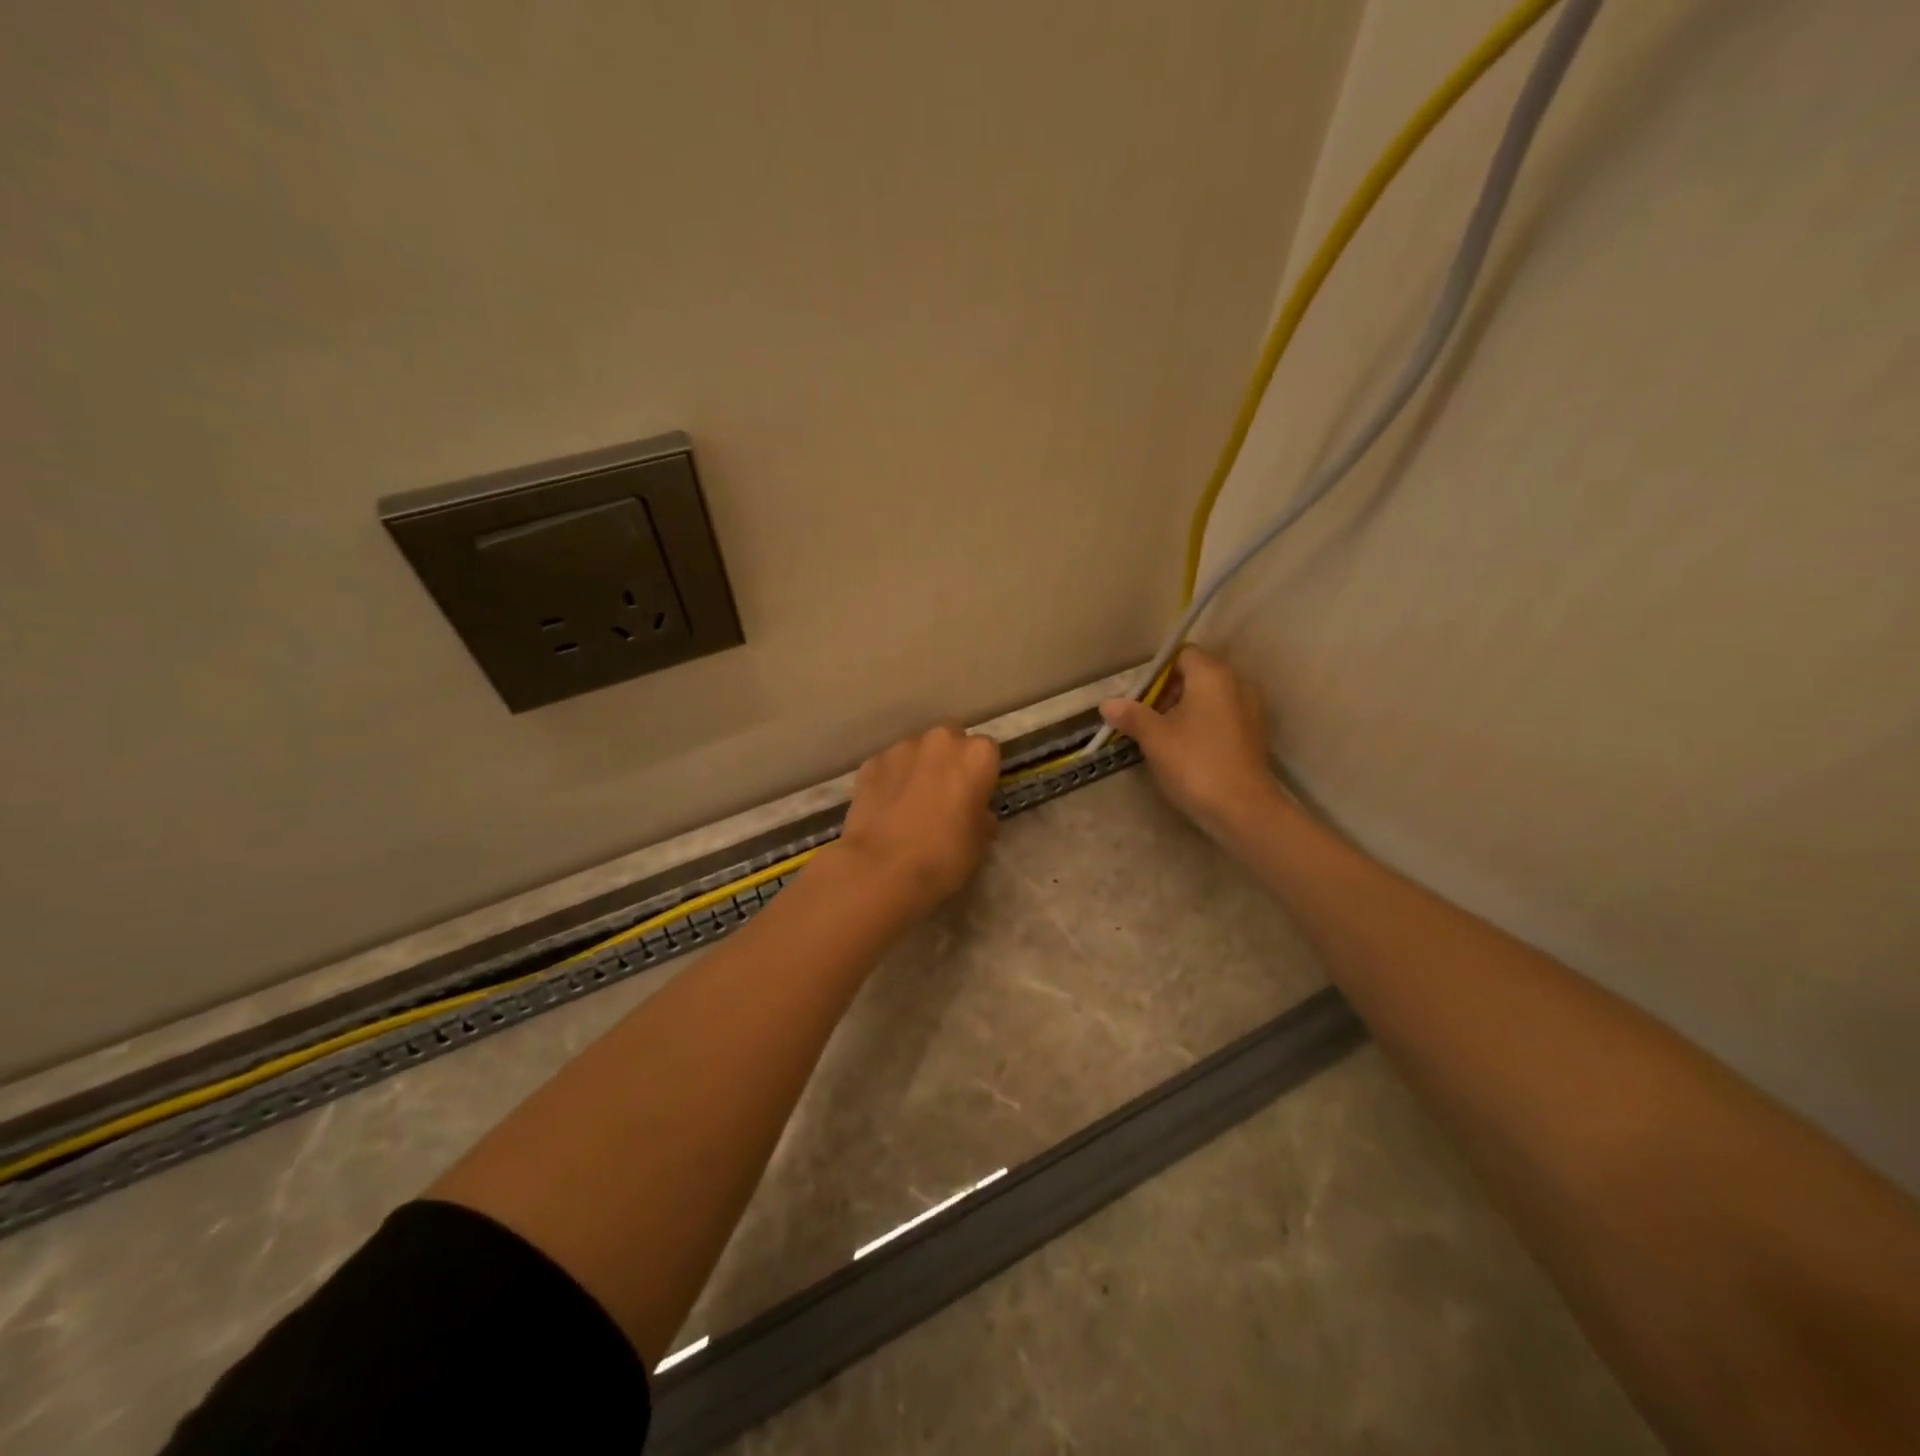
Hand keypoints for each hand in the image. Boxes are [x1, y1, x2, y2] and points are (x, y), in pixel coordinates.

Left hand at [833, 724, 1001, 915]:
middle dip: (949, 761)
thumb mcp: (980, 843)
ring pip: (917, 751)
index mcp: (976, 755)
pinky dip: (890, 780)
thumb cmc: (944, 856)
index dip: (981, 775)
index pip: (987, 753)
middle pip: (951, 742)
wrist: (882, 869)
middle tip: (944, 796)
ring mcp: (901, 748)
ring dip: (918, 768)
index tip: (975, 797)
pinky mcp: (871, 762)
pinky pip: (889, 766)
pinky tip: (886, 809)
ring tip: (910, 803)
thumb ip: (982, 817)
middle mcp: (941, 740)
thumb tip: (976, 813)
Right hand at [1099, 646, 1286, 842]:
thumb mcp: (1154, 738)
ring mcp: (1250, 710)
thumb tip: (1107, 703)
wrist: (1242, 808)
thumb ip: (1131, 715)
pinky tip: (1187, 751)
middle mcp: (1236, 684)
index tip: (1140, 697)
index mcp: (1212, 675)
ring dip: (1185, 711)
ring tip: (1163, 737)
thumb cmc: (1194, 763)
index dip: (1158, 672)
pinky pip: (1222, 718)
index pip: (1182, 654)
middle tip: (1145, 719)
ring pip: (1210, 699)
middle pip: (1196, 675)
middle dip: (1169, 692)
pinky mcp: (1254, 735)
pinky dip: (1203, 726)